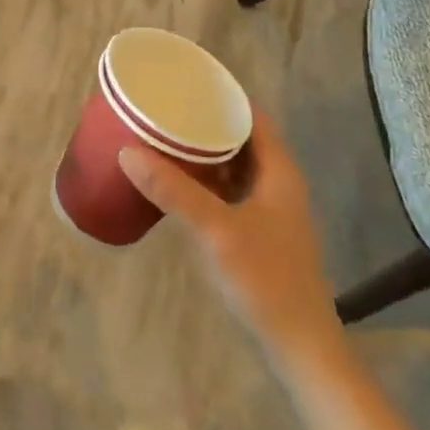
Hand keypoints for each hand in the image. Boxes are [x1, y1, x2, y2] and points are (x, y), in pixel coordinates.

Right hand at [119, 107, 342, 368]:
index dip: (223, 94)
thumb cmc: (266, 280)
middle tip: (167, 108)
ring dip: (207, 152)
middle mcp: (279, 182)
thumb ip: (174, 191)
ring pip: (236, 165)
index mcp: (279, 171)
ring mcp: (272, 209)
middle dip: (207, 121)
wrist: (300, 347)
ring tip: (167, 137)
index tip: (186, 81)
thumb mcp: (216, 231)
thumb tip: (128, 152)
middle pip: (243, 137)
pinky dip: (209, 180)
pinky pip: (232, 190)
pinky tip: (180, 184)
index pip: (252, 114)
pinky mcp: (261, 232)